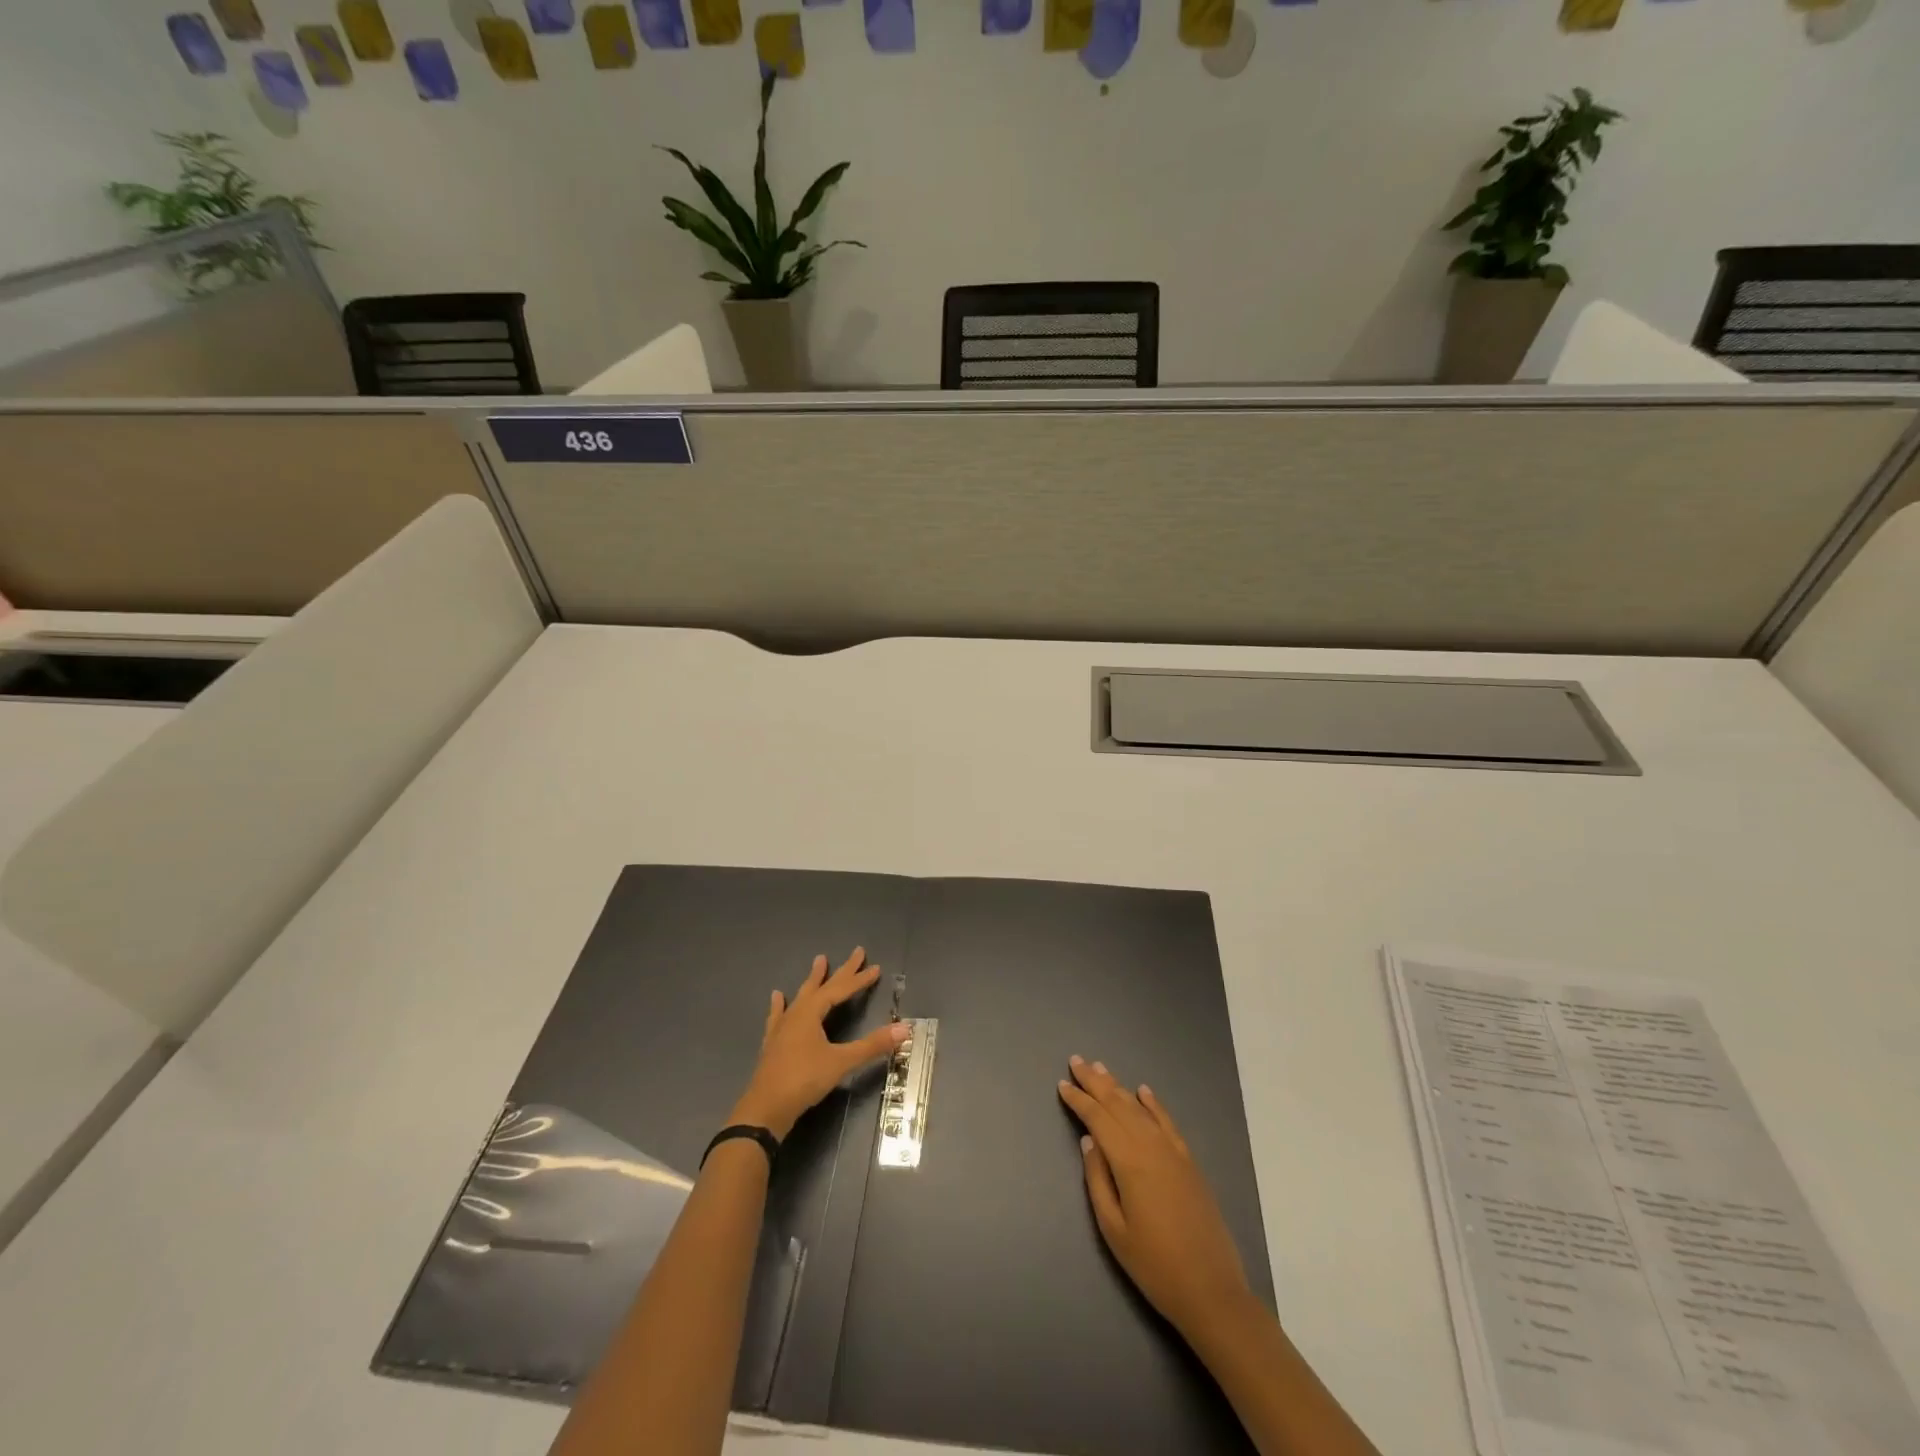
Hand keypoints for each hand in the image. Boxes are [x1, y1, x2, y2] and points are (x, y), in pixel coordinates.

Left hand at [730, 948, 909, 1140]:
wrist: (765, 1109)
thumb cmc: (804, 1080)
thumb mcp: (841, 1062)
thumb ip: (871, 1045)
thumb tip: (904, 1028)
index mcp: (811, 1013)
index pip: (840, 990)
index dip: (859, 979)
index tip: (876, 967)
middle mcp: (796, 1014)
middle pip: (822, 986)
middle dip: (842, 971)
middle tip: (856, 952)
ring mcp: (782, 1028)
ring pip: (801, 996)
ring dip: (813, 980)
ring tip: (819, 960)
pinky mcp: (773, 1043)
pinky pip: (779, 1015)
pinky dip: (781, 1005)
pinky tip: (777, 997)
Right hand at [1057, 1055, 1255, 1343]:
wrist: (1212, 1291)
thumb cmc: (1154, 1265)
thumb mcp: (1114, 1229)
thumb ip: (1098, 1180)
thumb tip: (1089, 1141)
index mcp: (1129, 1162)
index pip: (1098, 1119)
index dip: (1078, 1100)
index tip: (1062, 1084)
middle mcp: (1151, 1146)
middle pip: (1118, 1105)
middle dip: (1095, 1082)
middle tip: (1076, 1061)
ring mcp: (1174, 1152)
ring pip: (1140, 1109)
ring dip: (1119, 1087)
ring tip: (1101, 1069)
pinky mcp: (1189, 1162)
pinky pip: (1167, 1122)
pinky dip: (1153, 1104)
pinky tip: (1144, 1092)